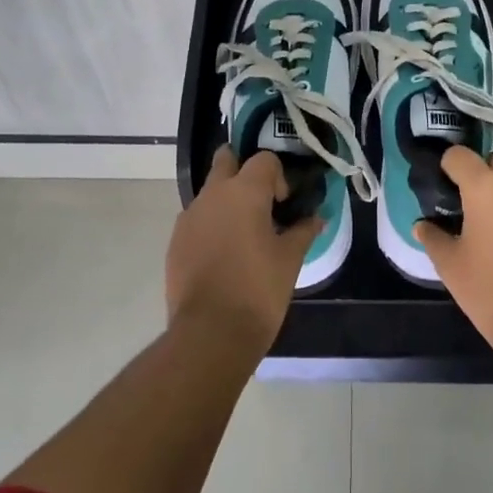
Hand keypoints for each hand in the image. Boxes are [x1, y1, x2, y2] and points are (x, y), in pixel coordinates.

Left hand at [166, 147, 320, 350]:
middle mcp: (212, 195)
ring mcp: (189, 217)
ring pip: (209, 192)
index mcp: (244, 191)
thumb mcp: (290, 259)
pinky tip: (223, 256)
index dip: (278, 176)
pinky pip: (196, 220)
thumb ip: (303, 231)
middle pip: (225, 161)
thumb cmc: (258, 289)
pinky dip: (210, 226)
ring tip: (242, 234)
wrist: (210, 332)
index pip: (263, 160)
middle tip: (259, 200)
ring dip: (225, 201)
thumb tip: (317, 217)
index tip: (284, 204)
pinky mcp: (175, 241)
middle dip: (241, 171)